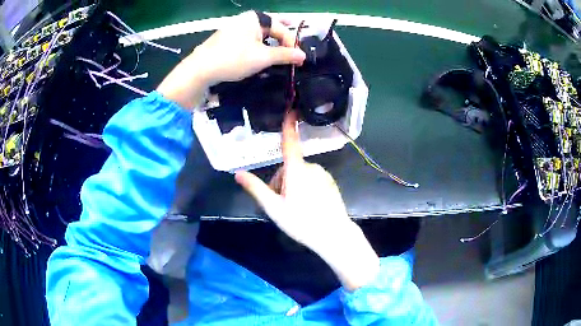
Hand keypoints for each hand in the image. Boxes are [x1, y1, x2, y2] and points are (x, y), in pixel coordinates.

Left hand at [157, 11, 305, 108]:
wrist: (200, 70)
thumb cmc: (233, 59)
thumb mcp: (262, 57)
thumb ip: (284, 55)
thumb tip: (302, 56)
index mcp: (255, 18)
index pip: (281, 29)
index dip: (292, 43)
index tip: (299, 59)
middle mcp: (245, 20)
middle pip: (270, 26)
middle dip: (283, 35)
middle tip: (294, 42)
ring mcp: (235, 29)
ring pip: (259, 33)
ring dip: (271, 41)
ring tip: (280, 50)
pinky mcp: (227, 40)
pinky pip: (249, 39)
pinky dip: (259, 45)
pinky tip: (261, 53)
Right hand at [235, 112, 379, 290]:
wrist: (333, 235)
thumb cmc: (301, 221)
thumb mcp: (274, 208)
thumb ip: (256, 188)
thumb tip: (237, 173)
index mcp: (296, 170)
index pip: (289, 143)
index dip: (288, 125)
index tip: (290, 108)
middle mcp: (311, 167)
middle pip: (289, 168)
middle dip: (281, 182)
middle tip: (281, 204)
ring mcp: (323, 175)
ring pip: (300, 175)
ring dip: (293, 186)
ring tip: (294, 209)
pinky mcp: (330, 183)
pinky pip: (312, 180)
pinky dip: (306, 189)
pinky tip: (307, 207)